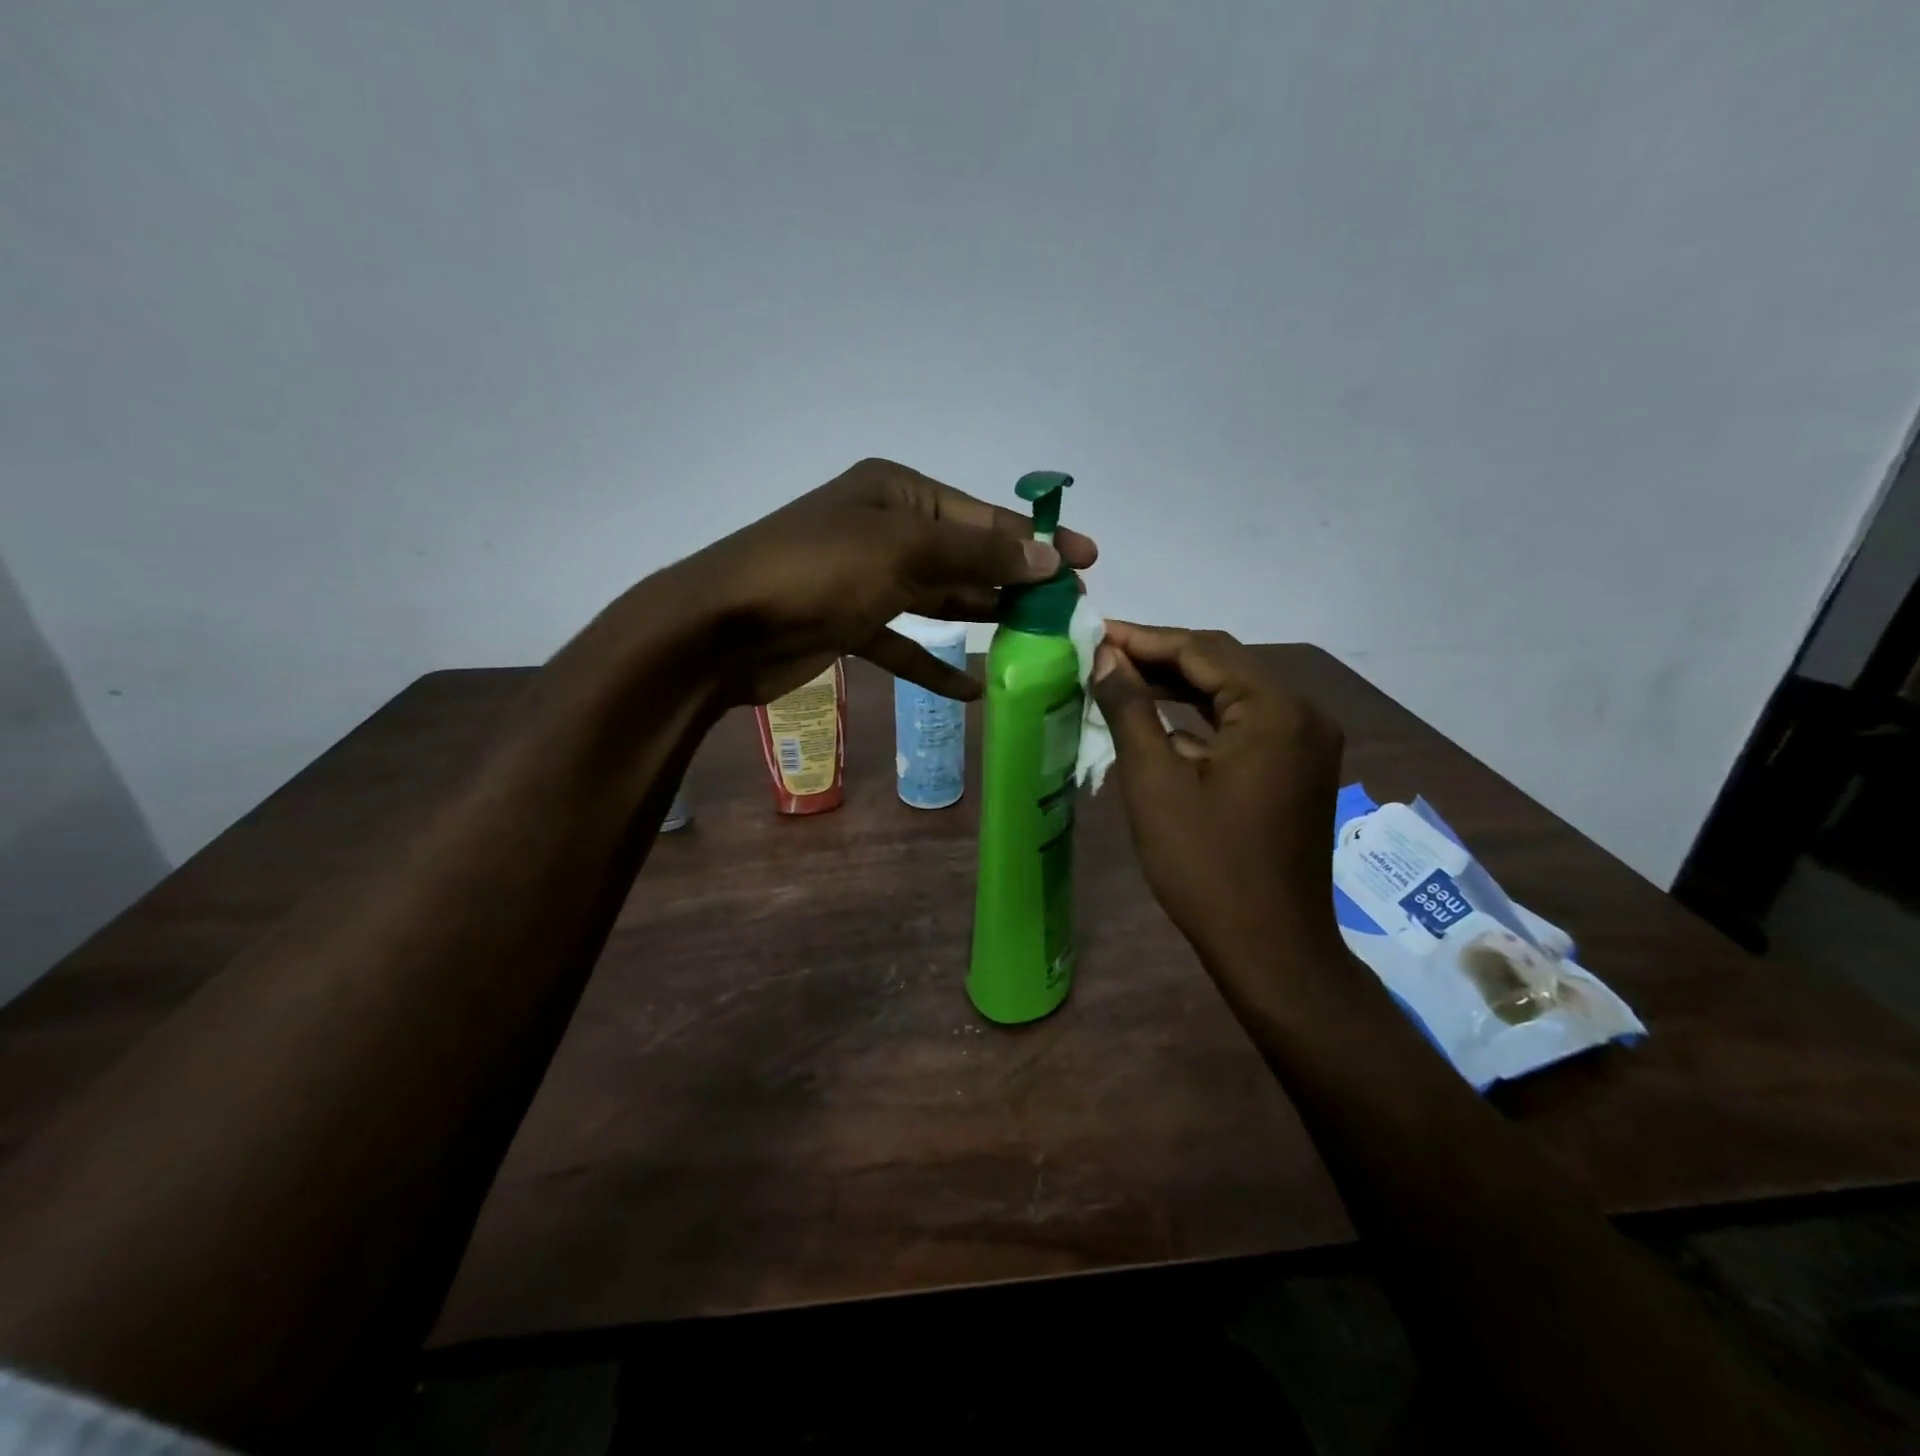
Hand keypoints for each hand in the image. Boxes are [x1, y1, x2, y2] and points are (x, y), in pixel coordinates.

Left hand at [666, 458, 1097, 703]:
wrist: (722, 628)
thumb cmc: (817, 572)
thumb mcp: (904, 551)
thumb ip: (978, 553)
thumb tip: (1049, 557)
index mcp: (898, 494)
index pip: (982, 515)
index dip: (1037, 539)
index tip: (1087, 560)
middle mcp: (885, 529)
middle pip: (965, 555)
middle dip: (1014, 581)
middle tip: (1068, 610)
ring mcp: (866, 579)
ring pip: (939, 598)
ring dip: (981, 618)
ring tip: (1034, 641)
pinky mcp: (850, 625)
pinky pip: (905, 643)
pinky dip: (935, 664)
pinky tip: (972, 688)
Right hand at [1089, 624, 1344, 972]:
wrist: (1269, 947)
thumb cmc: (1205, 865)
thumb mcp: (1155, 782)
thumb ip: (1129, 708)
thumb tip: (1105, 657)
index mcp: (1275, 708)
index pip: (1201, 649)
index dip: (1142, 638)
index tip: (1093, 632)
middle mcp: (1301, 713)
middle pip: (1222, 664)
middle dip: (1159, 657)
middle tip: (1100, 655)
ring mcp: (1304, 742)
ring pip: (1232, 694)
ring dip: (1178, 687)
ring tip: (1118, 680)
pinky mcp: (1296, 768)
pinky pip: (1244, 725)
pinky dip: (1200, 720)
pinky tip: (1156, 723)